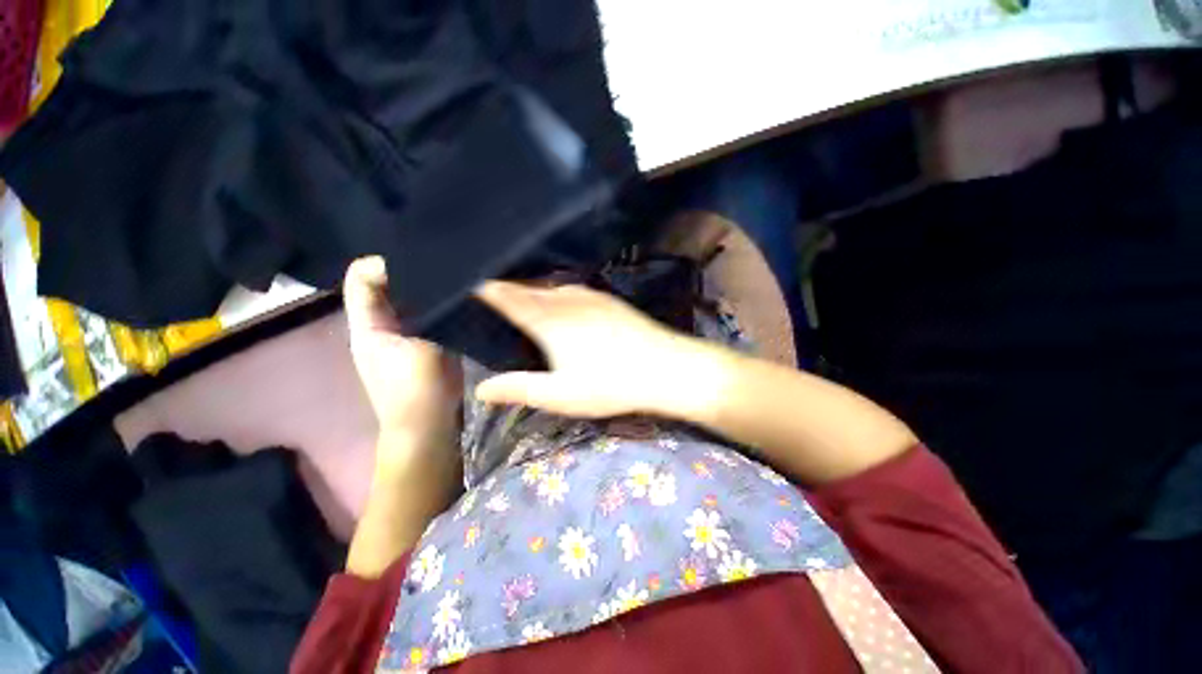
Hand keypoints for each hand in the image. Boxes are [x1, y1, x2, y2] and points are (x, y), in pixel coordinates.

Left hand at [344, 257, 461, 449]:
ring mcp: (405, 334)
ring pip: (411, 300)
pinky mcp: (425, 341)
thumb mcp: (422, 350)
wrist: (428, 424)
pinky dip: (440, 304)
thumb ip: (429, 316)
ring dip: (428, 288)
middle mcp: (382, 324)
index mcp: (368, 324)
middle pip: (387, 285)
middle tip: (443, 259)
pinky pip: (430, 314)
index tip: (420, 254)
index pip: (361, 279)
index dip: (383, 262)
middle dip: (410, 271)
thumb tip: (443, 284)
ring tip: (455, 274)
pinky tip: (461, 297)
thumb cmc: (417, 390)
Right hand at [474, 281, 721, 418]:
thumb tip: (480, 390)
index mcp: (548, 319)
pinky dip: (557, 292)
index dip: (486, 288)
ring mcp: (591, 296)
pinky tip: (561, 301)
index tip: (467, 282)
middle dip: (507, 287)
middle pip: (528, 287)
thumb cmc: (610, 384)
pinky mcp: (609, 300)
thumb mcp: (559, 394)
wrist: (665, 367)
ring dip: (533, 288)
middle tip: (489, 291)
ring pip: (552, 286)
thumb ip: (518, 388)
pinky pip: (573, 289)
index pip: (507, 296)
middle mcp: (566, 299)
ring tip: (521, 295)